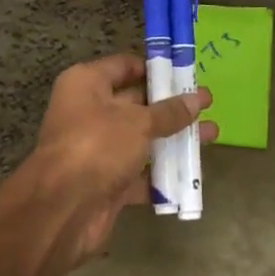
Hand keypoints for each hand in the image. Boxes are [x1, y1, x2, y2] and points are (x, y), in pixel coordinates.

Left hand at [28, 53, 214, 266]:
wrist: (62, 209)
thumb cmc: (97, 145)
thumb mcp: (139, 122)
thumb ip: (170, 112)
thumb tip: (197, 98)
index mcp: (87, 84)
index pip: (125, 66)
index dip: (156, 69)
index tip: (187, 73)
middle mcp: (89, 112)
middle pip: (136, 103)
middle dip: (171, 106)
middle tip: (207, 104)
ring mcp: (96, 149)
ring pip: (141, 139)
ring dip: (173, 139)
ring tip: (211, 134)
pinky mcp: (105, 182)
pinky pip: (139, 173)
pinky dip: (162, 174)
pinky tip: (192, 173)